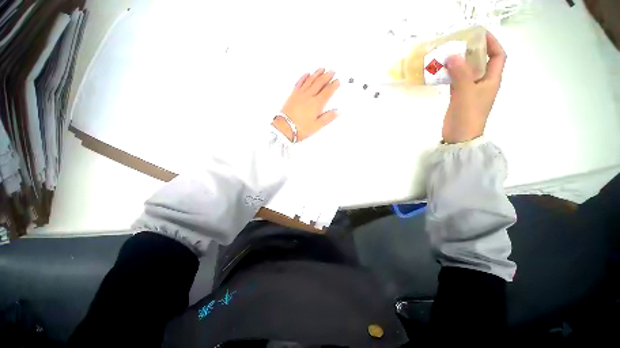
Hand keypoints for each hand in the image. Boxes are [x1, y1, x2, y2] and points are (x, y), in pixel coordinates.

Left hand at [273, 68, 339, 141]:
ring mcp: (300, 94)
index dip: (333, 85)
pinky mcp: (293, 95)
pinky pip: (300, 82)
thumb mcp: (317, 126)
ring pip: (310, 80)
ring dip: (317, 74)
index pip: (327, 91)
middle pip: (320, 83)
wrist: (285, 127)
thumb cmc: (300, 128)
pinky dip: (304, 77)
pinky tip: (307, 74)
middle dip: (327, 76)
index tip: (337, 81)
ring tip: (322, 69)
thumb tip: (337, 112)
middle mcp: (309, 96)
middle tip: (332, 71)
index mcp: (316, 104)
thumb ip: (328, 118)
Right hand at [442, 32, 506, 143]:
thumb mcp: (466, 92)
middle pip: (482, 62)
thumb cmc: (468, 115)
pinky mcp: (459, 97)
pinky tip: (442, 71)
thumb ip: (461, 73)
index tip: (480, 34)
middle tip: (459, 43)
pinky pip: (456, 81)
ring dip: (459, 63)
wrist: (460, 136)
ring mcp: (470, 90)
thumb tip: (453, 54)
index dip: (492, 43)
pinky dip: (450, 74)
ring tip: (448, 54)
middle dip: (473, 51)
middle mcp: (483, 83)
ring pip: (467, 71)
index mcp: (492, 80)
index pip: (498, 56)